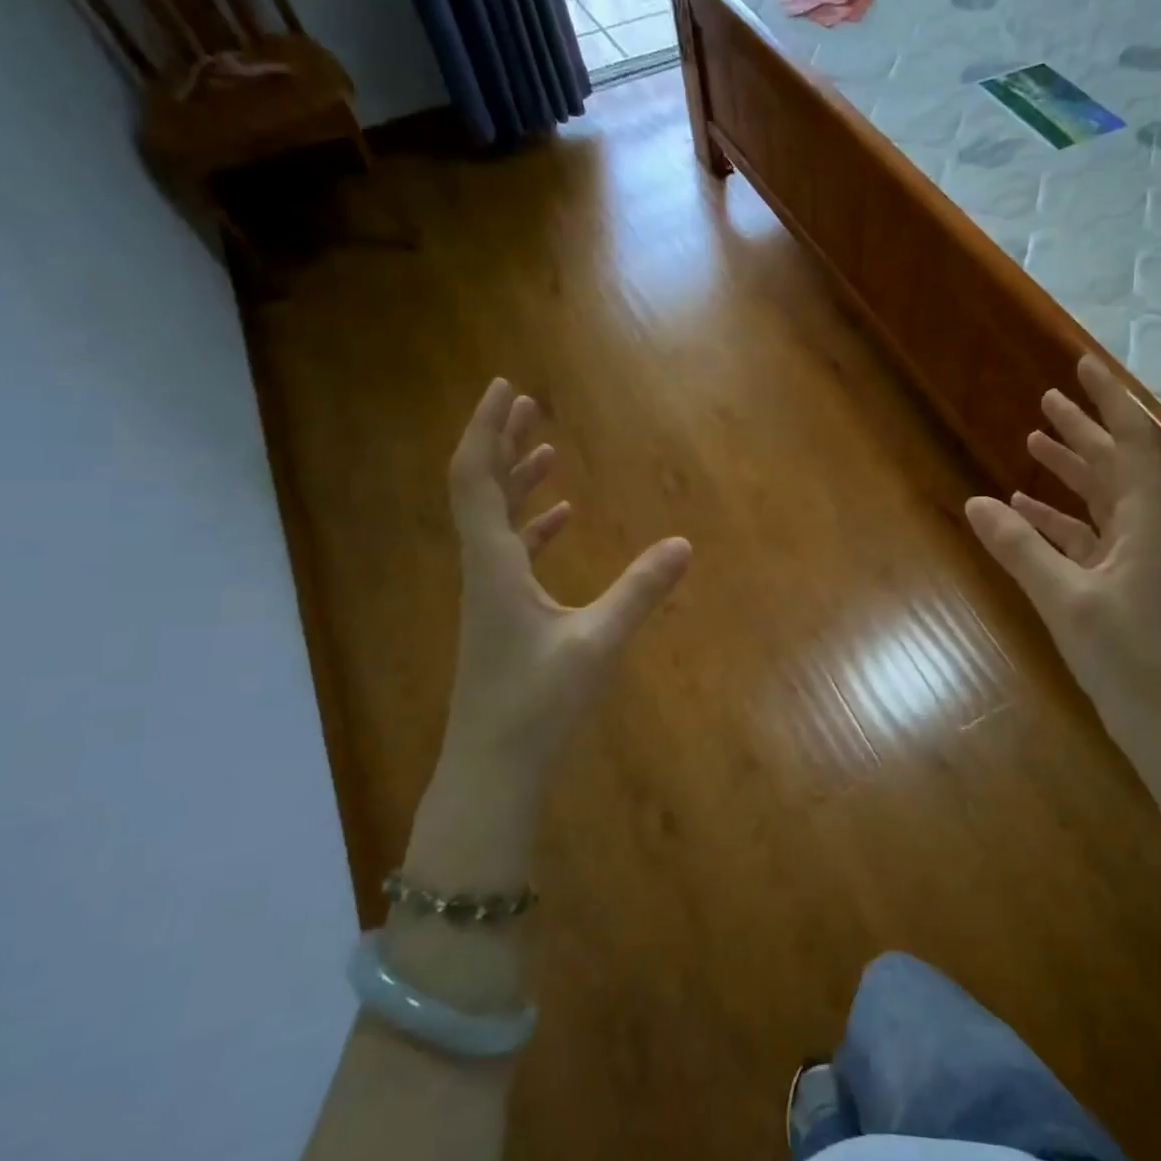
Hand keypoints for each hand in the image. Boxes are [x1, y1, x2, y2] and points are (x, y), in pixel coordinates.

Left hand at [441, 378, 690, 780]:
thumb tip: (684, 545)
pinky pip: (511, 553)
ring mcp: (488, 595)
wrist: (491, 770)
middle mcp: (482, 571)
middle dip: (502, 442)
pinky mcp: (500, 616)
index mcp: (492, 567)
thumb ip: (640, 592)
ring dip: (517, 480)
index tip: (507, 389)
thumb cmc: (536, 706)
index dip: (487, 430)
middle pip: (480, 490)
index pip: (476, 480)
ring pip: (495, 521)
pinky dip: (532, 526)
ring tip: (546, 448)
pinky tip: (558, 518)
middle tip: (528, 404)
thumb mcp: (596, 644)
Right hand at [965, 356, 1160, 743]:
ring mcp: (1130, 557)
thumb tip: (974, 502)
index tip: (1083, 365)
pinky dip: (1054, 517)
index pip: (1130, 443)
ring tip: (1032, 441)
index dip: (1109, 401)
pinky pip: (1082, 535)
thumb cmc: (1125, 655)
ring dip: (1067, 469)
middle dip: (1083, 429)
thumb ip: (1020, 548)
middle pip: (1114, 464)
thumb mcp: (1065, 598)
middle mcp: (1142, 529)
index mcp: (1144, 522)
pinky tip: (1022, 509)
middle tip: (1049, 397)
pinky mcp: (1115, 582)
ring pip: (1098, 498)